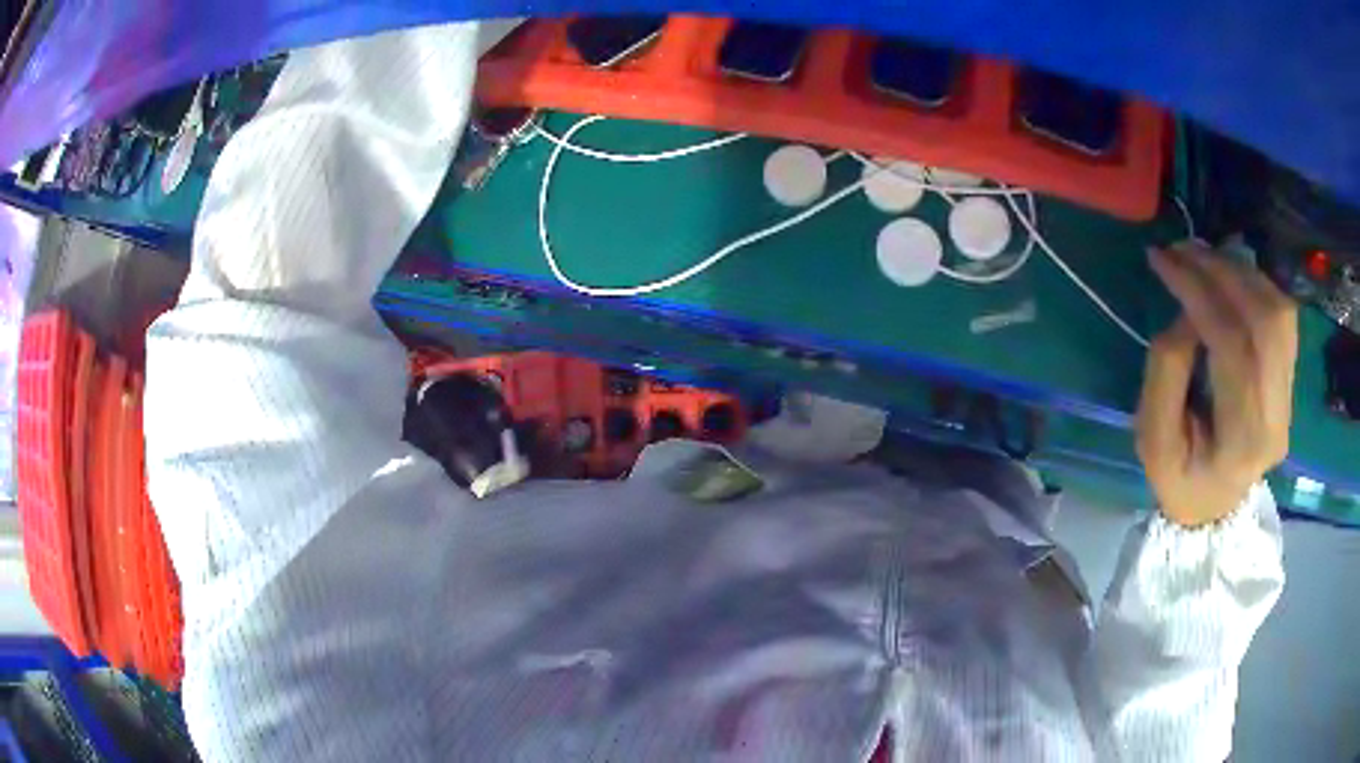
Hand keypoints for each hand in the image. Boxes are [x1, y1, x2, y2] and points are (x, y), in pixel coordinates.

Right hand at [1137, 243, 1297, 526]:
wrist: (1215, 507)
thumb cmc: (1179, 479)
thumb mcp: (1154, 440)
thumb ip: (1167, 372)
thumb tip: (1186, 312)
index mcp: (1242, 439)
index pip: (1232, 345)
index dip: (1198, 292)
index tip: (1164, 260)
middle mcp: (1277, 414)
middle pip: (1263, 320)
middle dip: (1222, 272)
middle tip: (1183, 249)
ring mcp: (1289, 396)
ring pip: (1278, 311)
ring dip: (1240, 272)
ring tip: (1204, 257)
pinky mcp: (1290, 380)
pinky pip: (1282, 316)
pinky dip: (1256, 285)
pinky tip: (1230, 277)